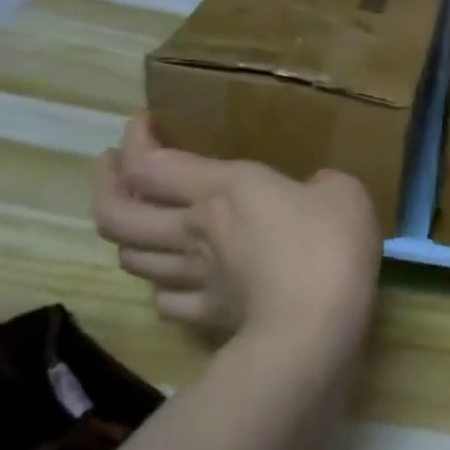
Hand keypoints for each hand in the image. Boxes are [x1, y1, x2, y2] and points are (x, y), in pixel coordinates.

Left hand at [94, 115, 381, 345]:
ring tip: (141, 221)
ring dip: (127, 236)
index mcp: (222, 189)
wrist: (317, 326)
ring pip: (131, 257)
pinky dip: (162, 285)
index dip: (134, 141)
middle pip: (116, 214)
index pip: (150, 163)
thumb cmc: (329, 244)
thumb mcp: (342, 190)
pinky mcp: (207, 316)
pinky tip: (174, 279)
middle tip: (117, 170)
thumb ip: (320, 183)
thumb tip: (314, 190)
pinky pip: (165, 300)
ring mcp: (196, 278)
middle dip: (107, 186)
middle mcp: (194, 230)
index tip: (142, 122)